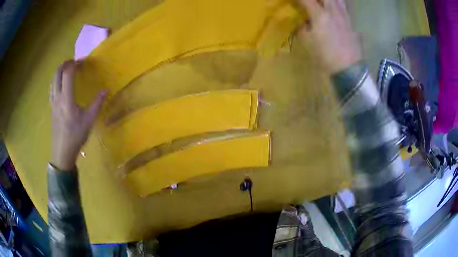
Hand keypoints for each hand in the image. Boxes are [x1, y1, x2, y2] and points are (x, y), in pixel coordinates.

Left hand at [50, 60, 106, 170]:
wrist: (62, 152)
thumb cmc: (75, 136)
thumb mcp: (89, 121)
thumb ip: (97, 103)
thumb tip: (106, 90)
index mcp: (67, 99)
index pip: (68, 73)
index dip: (75, 64)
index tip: (82, 62)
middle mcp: (57, 97)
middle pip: (57, 73)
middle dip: (65, 64)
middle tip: (74, 63)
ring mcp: (53, 102)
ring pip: (53, 80)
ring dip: (60, 71)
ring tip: (68, 71)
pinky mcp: (51, 107)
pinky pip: (52, 87)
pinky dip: (56, 80)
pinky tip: (62, 85)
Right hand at [298, 0, 361, 73]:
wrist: (348, 69)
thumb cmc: (325, 56)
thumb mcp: (307, 42)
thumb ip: (301, 27)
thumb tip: (301, 20)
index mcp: (320, 15)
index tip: (295, 2)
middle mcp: (333, 11)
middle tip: (310, 3)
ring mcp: (344, 16)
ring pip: (337, 0)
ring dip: (328, 0)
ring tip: (323, 4)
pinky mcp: (351, 22)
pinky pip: (344, 7)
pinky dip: (337, 4)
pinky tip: (334, 9)